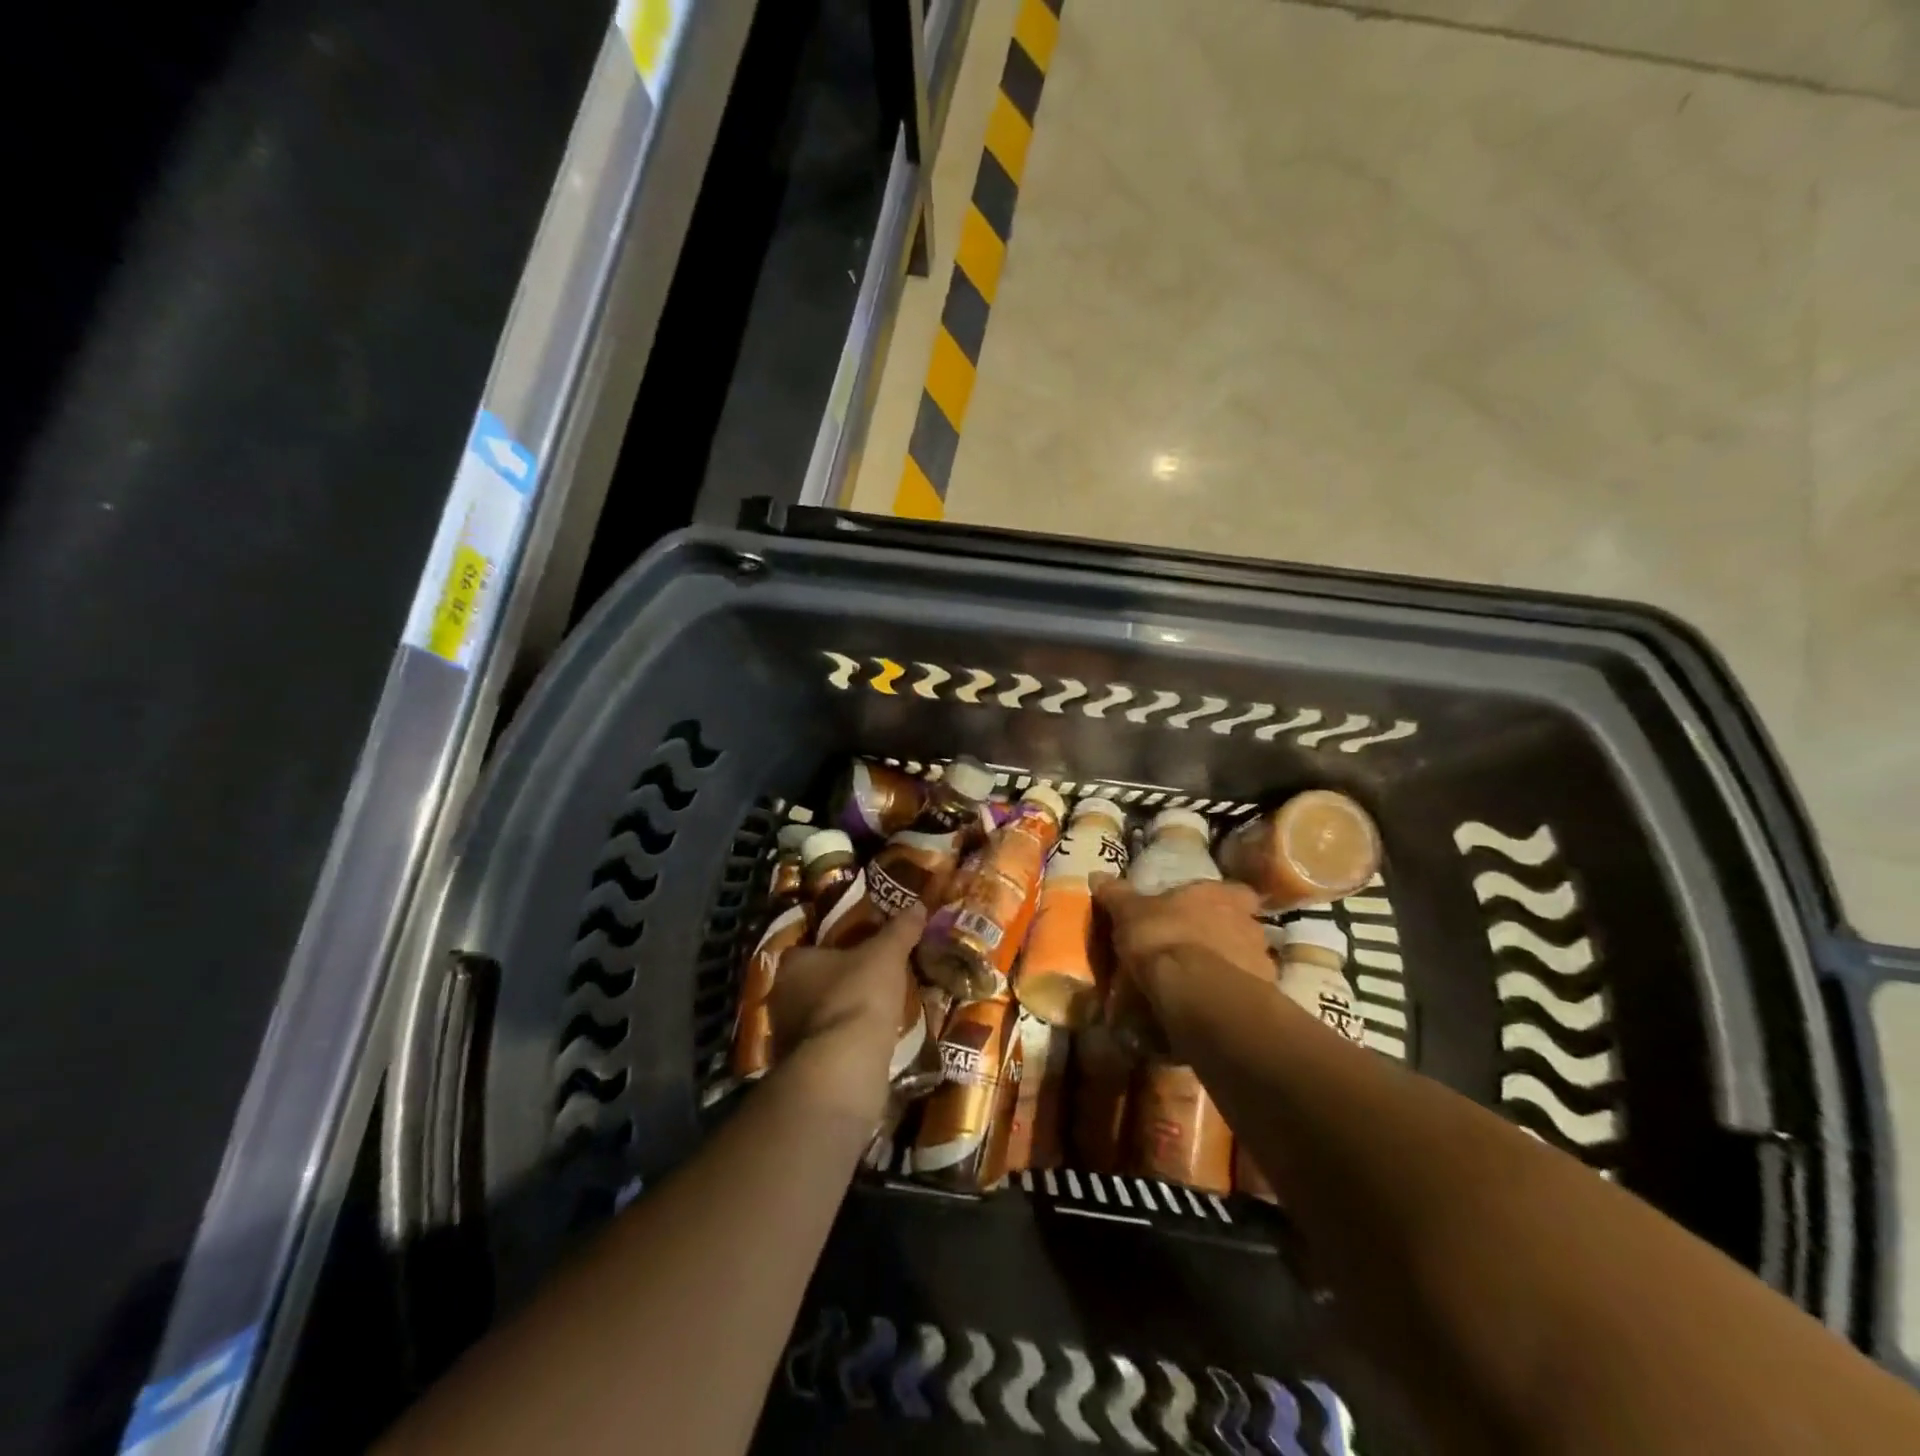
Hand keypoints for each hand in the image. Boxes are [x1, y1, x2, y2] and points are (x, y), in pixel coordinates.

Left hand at [769, 904, 925, 1125]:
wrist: (844, 1065)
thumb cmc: (859, 996)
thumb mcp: (887, 955)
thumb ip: (900, 930)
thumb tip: (917, 904)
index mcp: (793, 963)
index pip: (811, 948)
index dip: (836, 949)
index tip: (860, 953)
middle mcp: (781, 996)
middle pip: (811, 983)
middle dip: (837, 984)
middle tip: (870, 982)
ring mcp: (785, 1036)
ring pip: (816, 1017)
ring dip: (839, 1016)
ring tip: (873, 1015)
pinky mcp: (798, 1067)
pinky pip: (824, 1046)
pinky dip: (841, 1045)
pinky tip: (866, 1045)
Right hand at [1094, 879, 1271, 1054]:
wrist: (1196, 991)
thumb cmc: (1164, 937)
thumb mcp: (1130, 913)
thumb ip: (1117, 894)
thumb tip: (1097, 875)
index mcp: (1223, 895)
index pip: (1236, 892)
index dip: (1222, 901)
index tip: (1205, 912)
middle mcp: (1250, 923)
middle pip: (1241, 926)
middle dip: (1224, 936)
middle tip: (1195, 949)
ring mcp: (1261, 961)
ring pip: (1245, 960)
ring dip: (1227, 968)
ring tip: (1199, 984)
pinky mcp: (1262, 998)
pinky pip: (1242, 993)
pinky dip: (1227, 996)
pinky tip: (1207, 1006)